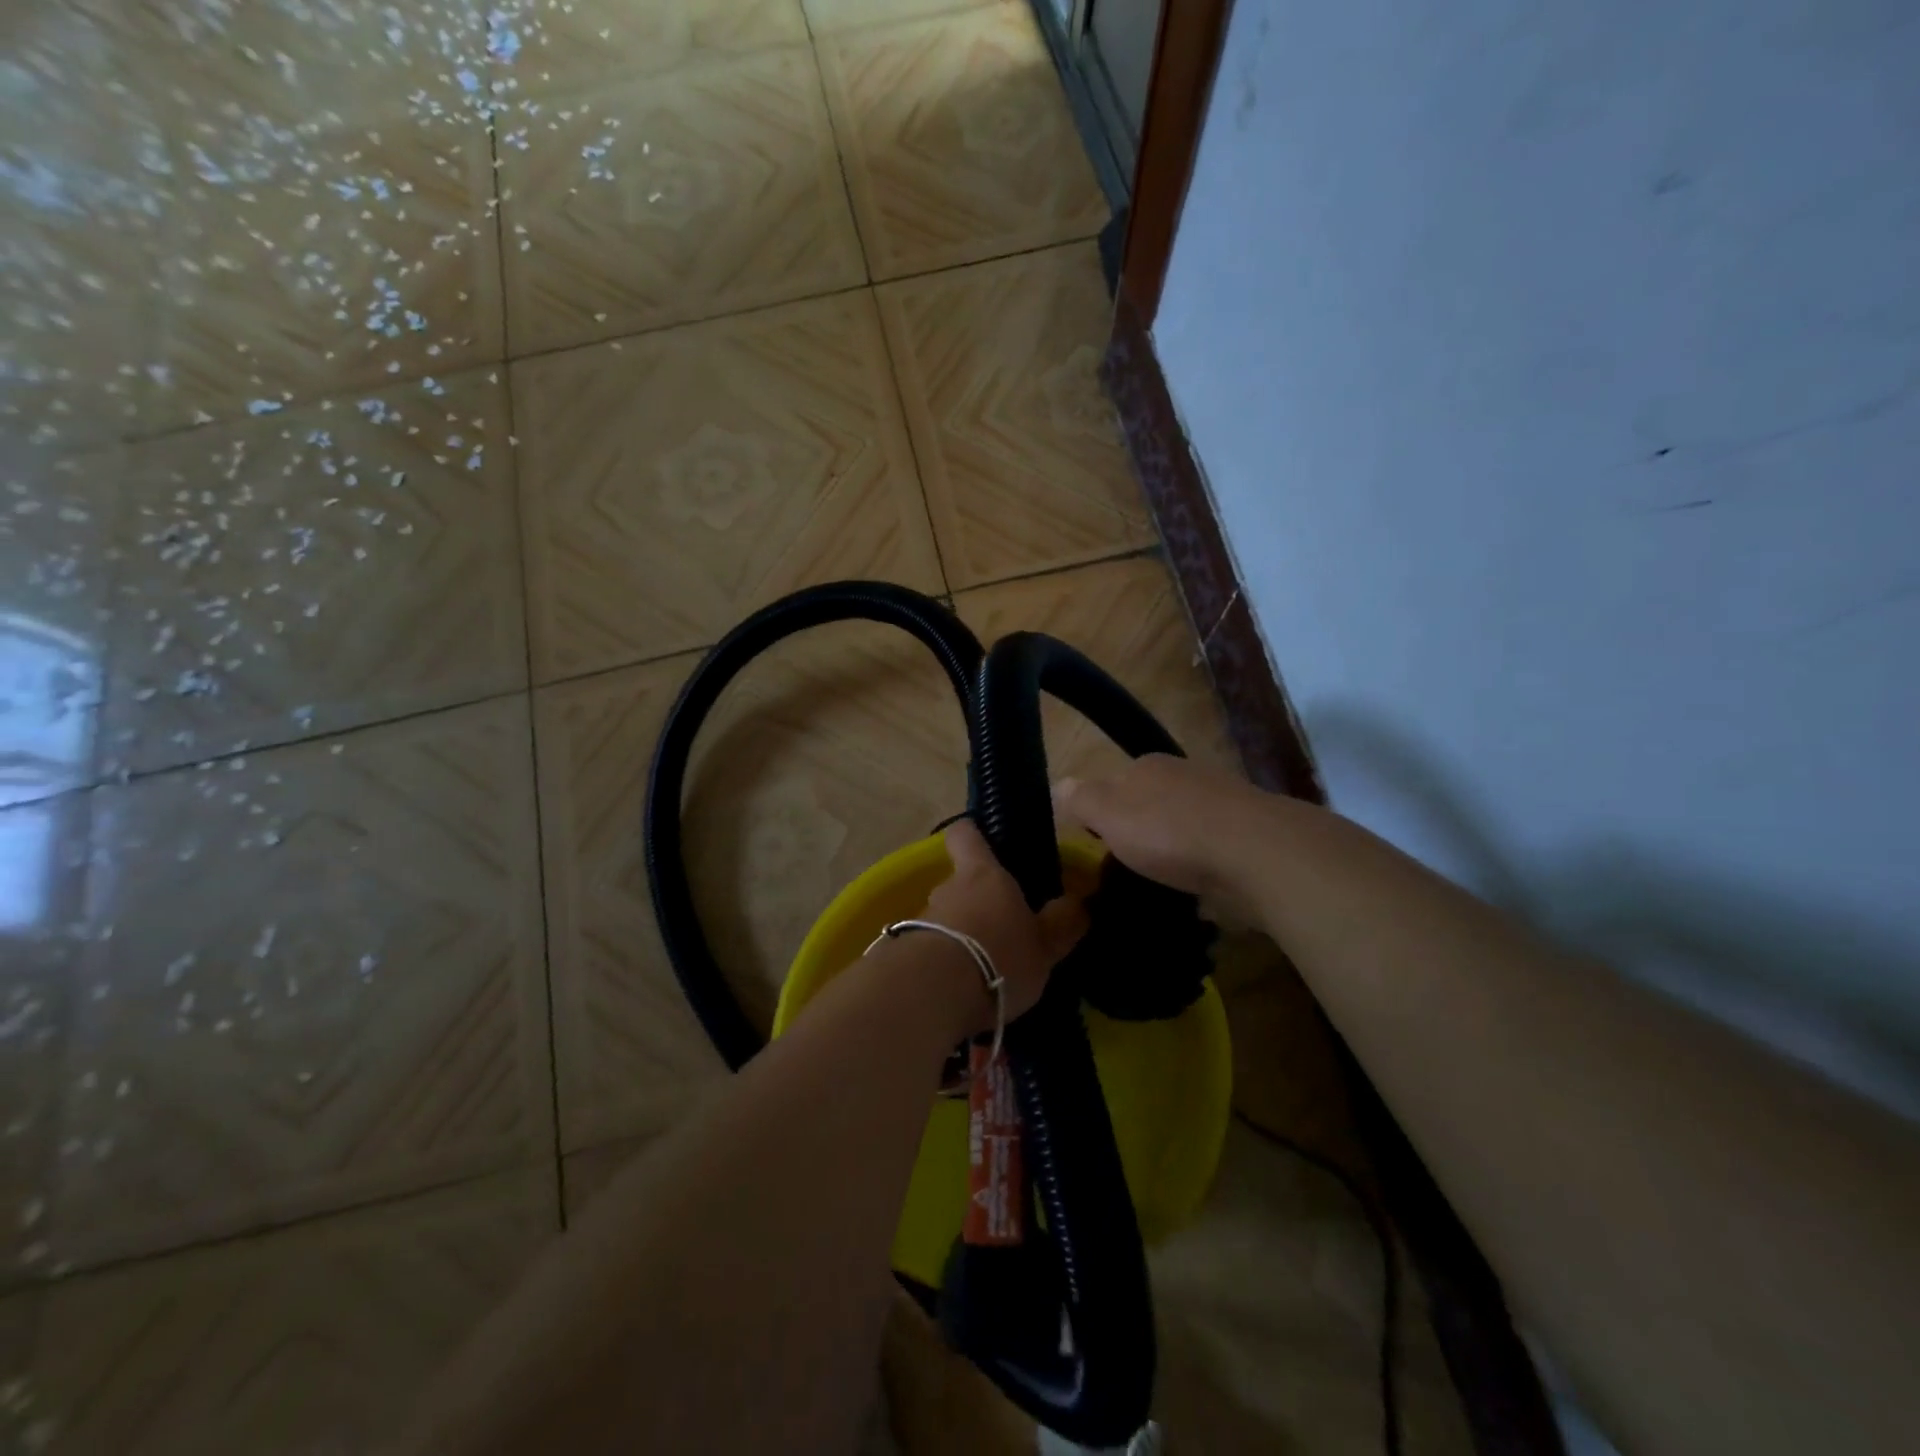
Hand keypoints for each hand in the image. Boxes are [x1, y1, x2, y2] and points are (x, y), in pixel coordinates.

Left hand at [922, 819, 1086, 1032]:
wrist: (933, 993)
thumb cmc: (999, 955)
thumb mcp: (1045, 945)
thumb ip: (1062, 923)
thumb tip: (1078, 902)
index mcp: (983, 874)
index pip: (966, 835)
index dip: (973, 835)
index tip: (985, 843)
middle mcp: (948, 889)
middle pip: (960, 883)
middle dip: (979, 903)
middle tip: (1004, 930)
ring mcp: (923, 920)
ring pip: (946, 919)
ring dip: (963, 937)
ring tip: (987, 970)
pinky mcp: (905, 953)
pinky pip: (931, 950)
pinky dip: (946, 964)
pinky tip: (963, 992)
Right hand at [1053, 754, 1268, 908]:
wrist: (1256, 854)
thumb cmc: (1170, 830)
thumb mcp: (1108, 813)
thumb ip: (1080, 799)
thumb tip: (1058, 785)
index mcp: (1149, 766)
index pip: (1113, 783)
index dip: (1100, 813)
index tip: (1094, 846)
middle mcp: (1185, 777)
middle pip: (1149, 805)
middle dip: (1138, 833)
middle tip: (1124, 870)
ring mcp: (1220, 806)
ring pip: (1181, 829)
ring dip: (1171, 853)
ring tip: (1158, 886)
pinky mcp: (1246, 838)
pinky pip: (1210, 853)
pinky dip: (1200, 869)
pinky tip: (1195, 892)